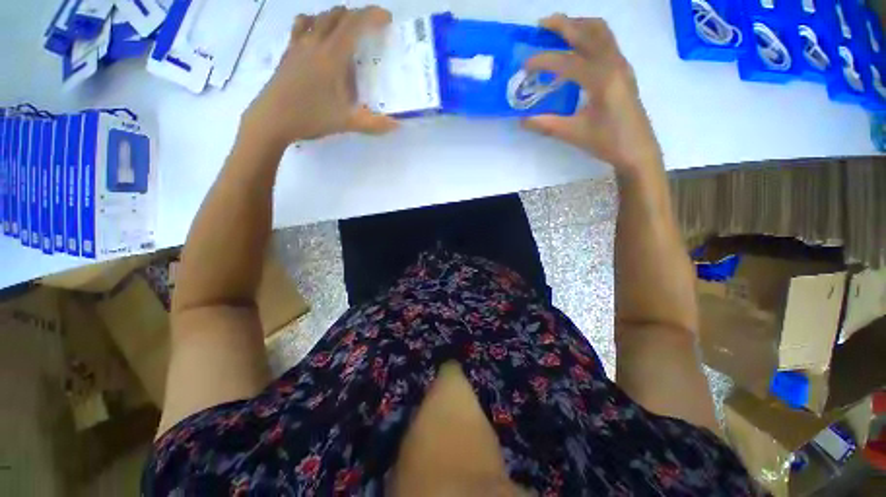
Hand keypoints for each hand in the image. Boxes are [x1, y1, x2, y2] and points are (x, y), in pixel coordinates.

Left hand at [242, 6, 397, 148]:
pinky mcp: (288, 51)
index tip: (387, 19)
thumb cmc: (312, 117)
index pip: (355, 24)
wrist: (272, 118)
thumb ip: (375, 124)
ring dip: (336, 17)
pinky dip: (314, 22)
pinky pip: (301, 25)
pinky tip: (317, 33)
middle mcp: (316, 43)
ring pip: (319, 17)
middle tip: (370, 29)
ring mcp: (299, 45)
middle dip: (357, 16)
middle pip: (338, 15)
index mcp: (333, 56)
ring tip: (347, 30)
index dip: (373, 16)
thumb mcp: (348, 123)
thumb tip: (398, 125)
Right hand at [523, 16, 661, 175]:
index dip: (543, 60)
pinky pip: (607, 42)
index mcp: (602, 80)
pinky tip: (577, 48)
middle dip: (564, 25)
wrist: (638, 150)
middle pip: (589, 32)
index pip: (567, 61)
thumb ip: (547, 125)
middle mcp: (614, 64)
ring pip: (601, 32)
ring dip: (579, 26)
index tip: (524, 65)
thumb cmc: (608, 142)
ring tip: (558, 30)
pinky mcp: (624, 70)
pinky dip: (590, 36)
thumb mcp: (574, 134)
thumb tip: (522, 120)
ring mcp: (622, 65)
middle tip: (541, 25)